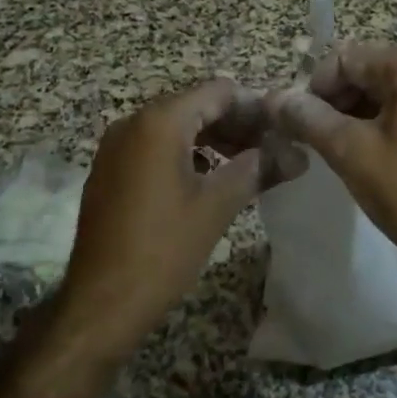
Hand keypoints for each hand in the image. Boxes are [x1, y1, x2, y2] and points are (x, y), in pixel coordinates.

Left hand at [53, 80, 298, 361]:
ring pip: (176, 127)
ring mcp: (116, 146)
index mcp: (160, 122)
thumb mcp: (217, 206)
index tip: (282, 131)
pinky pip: (154, 146)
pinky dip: (186, 154)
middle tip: (271, 150)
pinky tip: (208, 180)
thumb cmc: (162, 250)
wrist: (99, 305)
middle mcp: (133, 122)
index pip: (219, 91)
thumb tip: (297, 154)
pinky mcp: (109, 170)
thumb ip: (259, 168)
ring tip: (246, 165)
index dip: (255, 107)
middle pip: (196, 105)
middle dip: (236, 124)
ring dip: (213, 139)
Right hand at [271, 44, 396, 321]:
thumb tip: (276, 98)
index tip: (298, 122)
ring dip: (350, 116)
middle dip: (333, 101)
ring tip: (328, 150)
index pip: (347, 58)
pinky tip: (357, 156)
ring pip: (381, 94)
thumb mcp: (351, 151)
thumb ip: (310, 118)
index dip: (316, 86)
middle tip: (309, 137)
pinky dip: (374, 127)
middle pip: (365, 72)